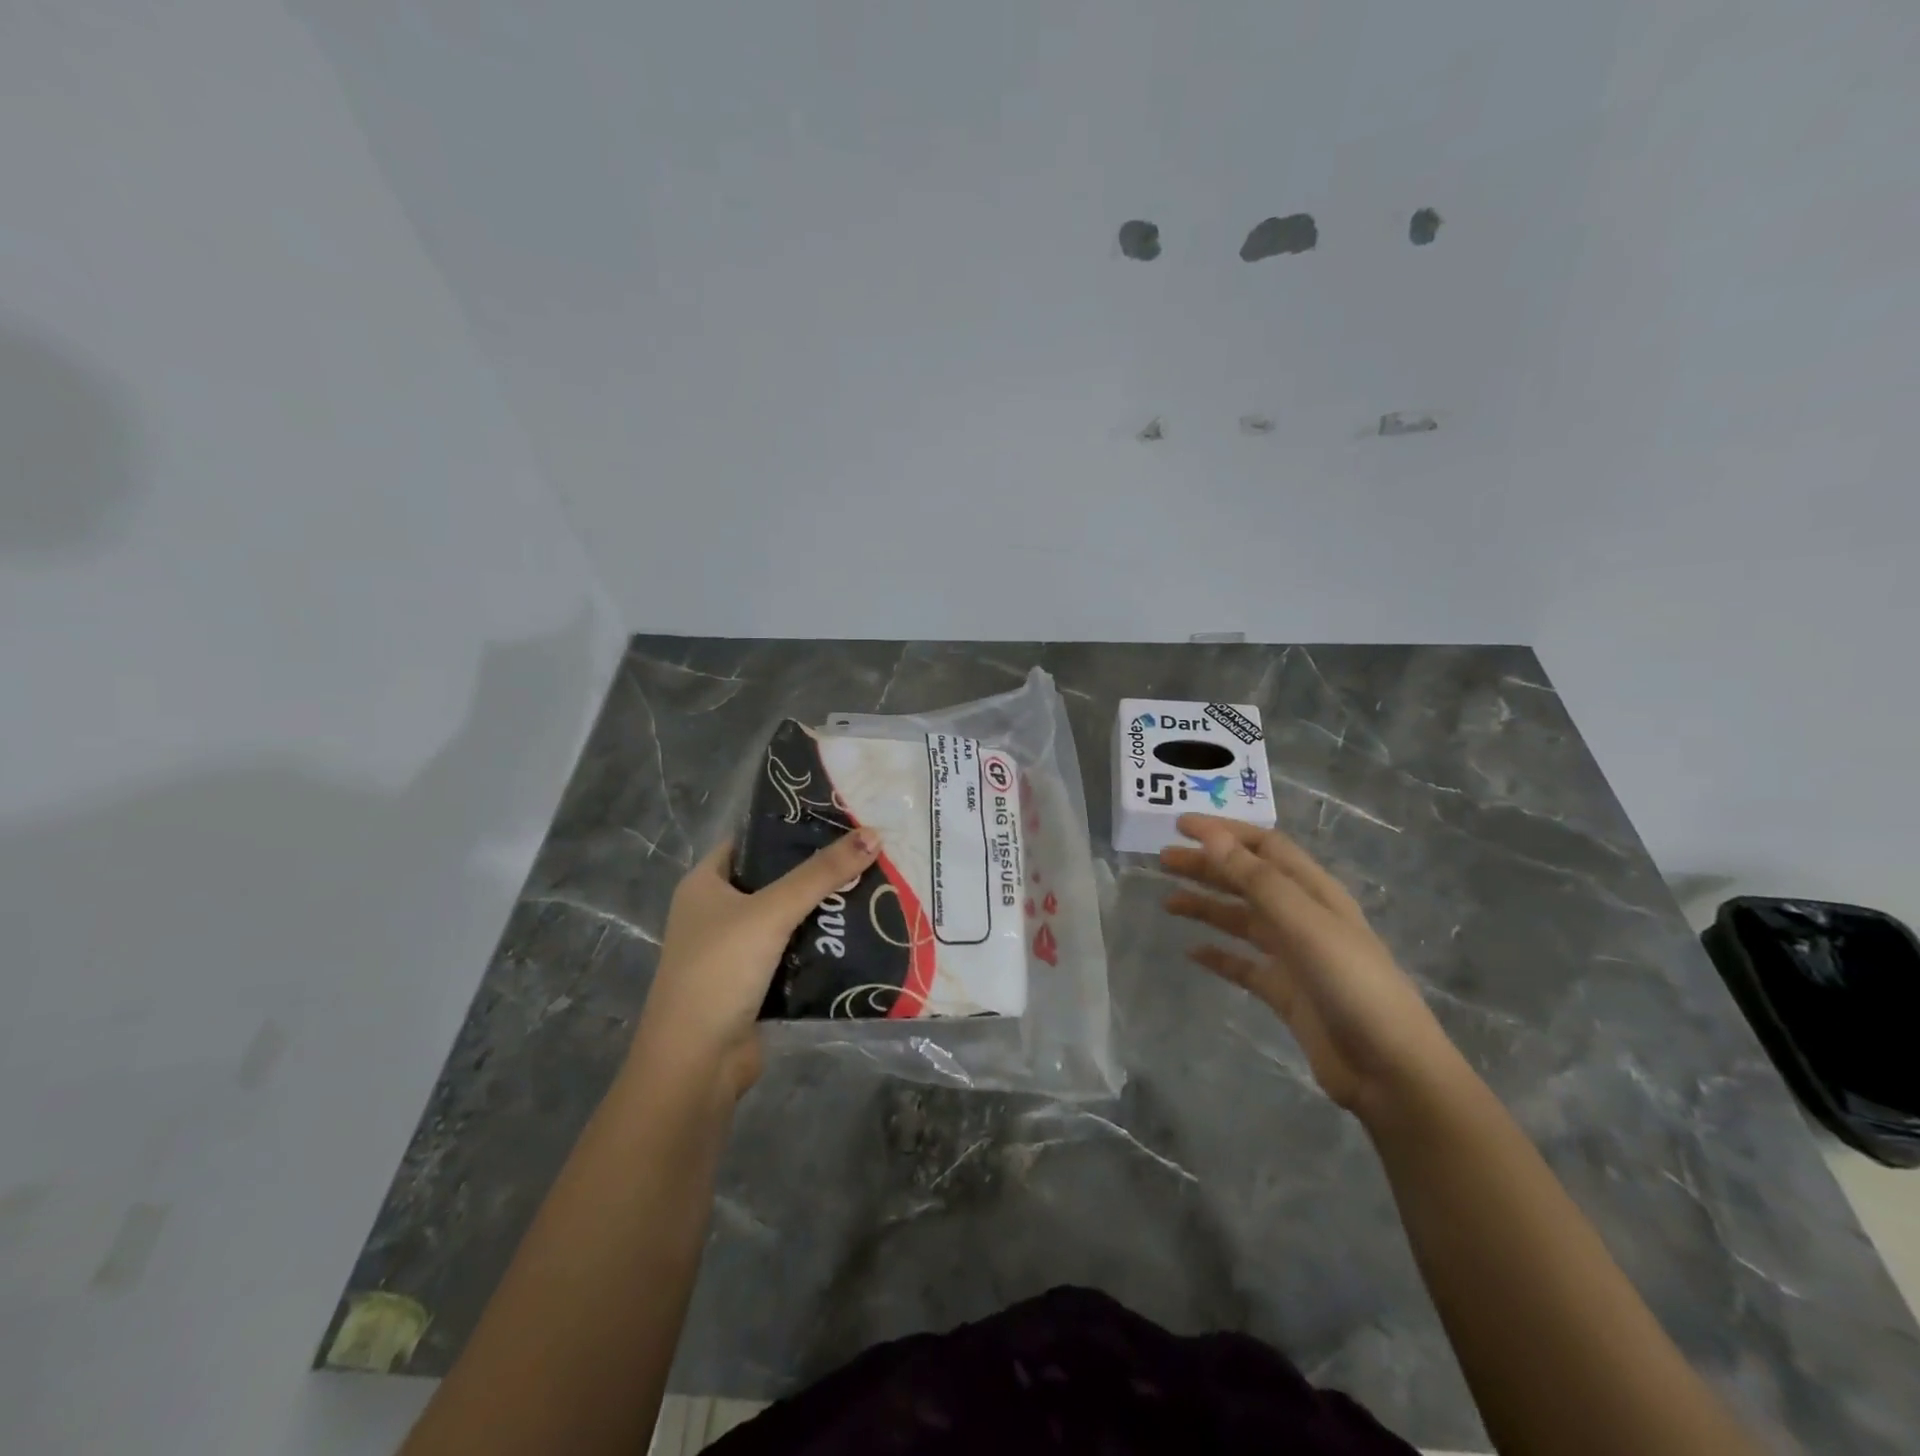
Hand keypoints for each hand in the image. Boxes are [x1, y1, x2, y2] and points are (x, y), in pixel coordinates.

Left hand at [633, 828, 880, 1099]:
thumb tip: (872, 833)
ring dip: (823, 909)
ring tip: (873, 886)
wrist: (696, 1064)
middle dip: (817, 870)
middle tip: (867, 852)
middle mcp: (716, 912)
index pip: (751, 841)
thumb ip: (821, 874)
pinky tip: (859, 933)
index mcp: (705, 884)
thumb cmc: (720, 971)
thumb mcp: (771, 912)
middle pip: (774, 879)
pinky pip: (794, 952)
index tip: (838, 818)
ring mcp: (734, 950)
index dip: (790, 827)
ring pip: (787, 918)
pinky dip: (820, 945)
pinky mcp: (755, 983)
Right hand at [1161, 814, 1459, 1121]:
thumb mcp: (1303, 923)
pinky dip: (1218, 956)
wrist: (1389, 1069)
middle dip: (1207, 866)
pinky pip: (1243, 965)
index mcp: (1313, 891)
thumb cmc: (1351, 983)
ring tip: (1168, 903)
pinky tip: (1192, 952)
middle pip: (1247, 880)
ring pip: (1241, 920)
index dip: (1224, 832)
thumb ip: (1256, 880)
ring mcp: (1294, 956)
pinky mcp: (1285, 992)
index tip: (1180, 826)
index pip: (1264, 846)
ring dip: (1206, 906)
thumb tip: (1212, 838)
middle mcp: (1302, 917)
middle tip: (1162, 861)